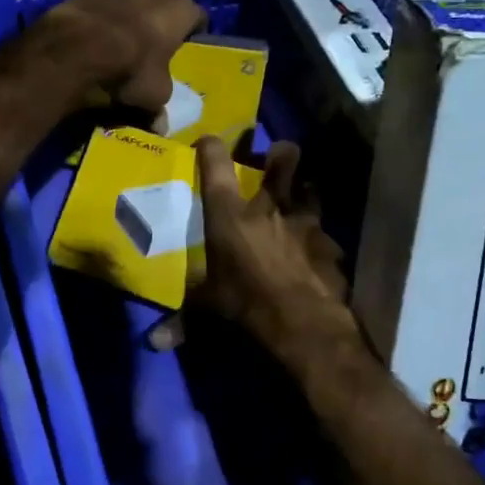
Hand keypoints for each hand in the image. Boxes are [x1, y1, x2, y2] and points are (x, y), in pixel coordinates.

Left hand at [30, 0, 205, 112]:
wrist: (76, 52)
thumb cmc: (127, 72)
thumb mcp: (152, 97)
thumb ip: (160, 106)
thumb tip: (161, 126)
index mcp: (178, 13)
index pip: (196, 15)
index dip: (192, 30)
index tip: (186, 44)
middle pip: (163, 2)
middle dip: (159, 19)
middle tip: (150, 43)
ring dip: (130, 8)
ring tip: (119, 31)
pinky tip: (95, 8)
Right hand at [183, 136, 361, 364]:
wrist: (305, 325)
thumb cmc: (247, 305)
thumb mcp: (209, 310)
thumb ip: (182, 320)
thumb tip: (154, 342)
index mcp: (230, 216)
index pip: (216, 167)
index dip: (211, 147)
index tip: (208, 141)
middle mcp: (268, 208)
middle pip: (283, 160)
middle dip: (281, 153)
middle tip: (276, 158)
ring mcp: (304, 222)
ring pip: (311, 188)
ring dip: (304, 189)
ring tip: (300, 195)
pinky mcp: (330, 244)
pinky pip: (325, 232)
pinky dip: (320, 237)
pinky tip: (317, 249)